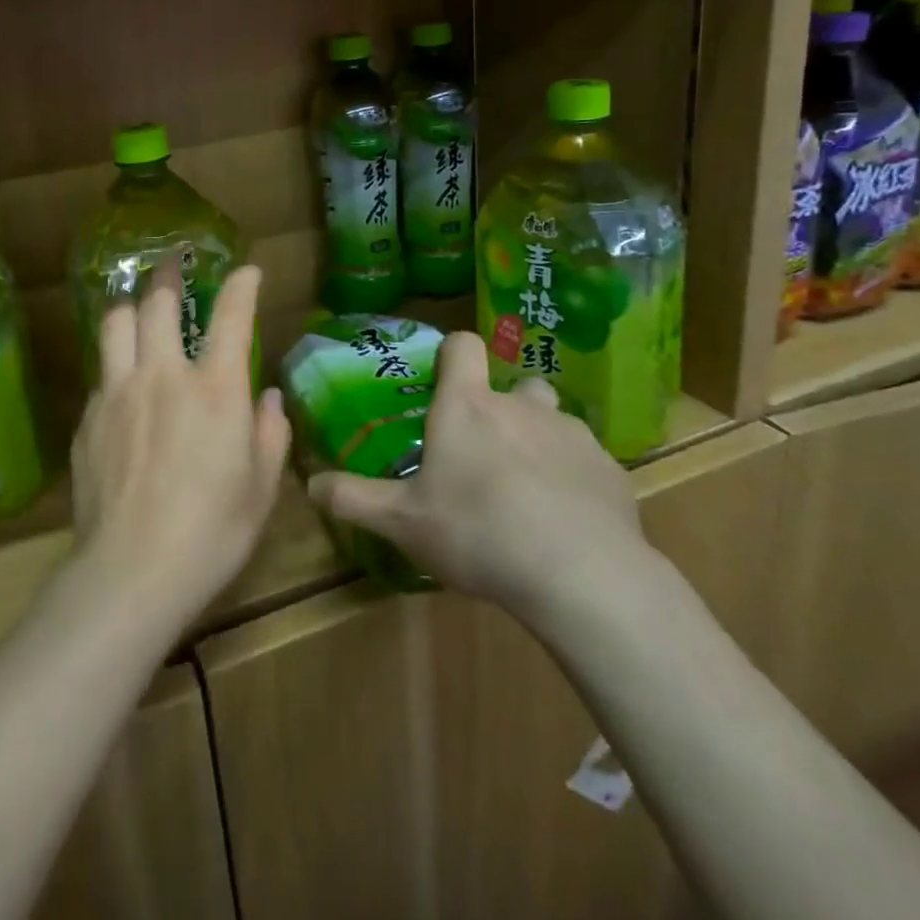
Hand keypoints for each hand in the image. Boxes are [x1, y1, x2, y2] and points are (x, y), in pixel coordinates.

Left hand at [70, 259, 288, 631]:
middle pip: (158, 303)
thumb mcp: (262, 487)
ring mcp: (118, 393)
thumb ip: (270, 432)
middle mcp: (164, 376)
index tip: (246, 271)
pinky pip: (101, 373)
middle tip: (173, 264)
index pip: (232, 317)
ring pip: (115, 323)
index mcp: (215, 389)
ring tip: (138, 309)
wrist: (131, 572)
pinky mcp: (88, 418)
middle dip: (168, 275)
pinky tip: (122, 385)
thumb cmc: (212, 532)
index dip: (241, 285)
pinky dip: (116, 364)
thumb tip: (269, 398)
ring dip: (130, 307)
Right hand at [307, 332, 647, 613]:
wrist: (580, 574)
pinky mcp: (609, 467)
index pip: (463, 345)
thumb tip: (310, 484)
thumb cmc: (478, 532)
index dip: (452, 353)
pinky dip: (572, 477)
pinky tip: (565, 520)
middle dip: (499, 409)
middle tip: (484, 454)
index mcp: (468, 405)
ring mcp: (571, 432)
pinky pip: (584, 459)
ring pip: (550, 420)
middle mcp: (521, 404)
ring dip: (537, 441)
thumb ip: (354, 499)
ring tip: (527, 491)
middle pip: (511, 385)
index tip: (444, 380)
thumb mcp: (403, 522)